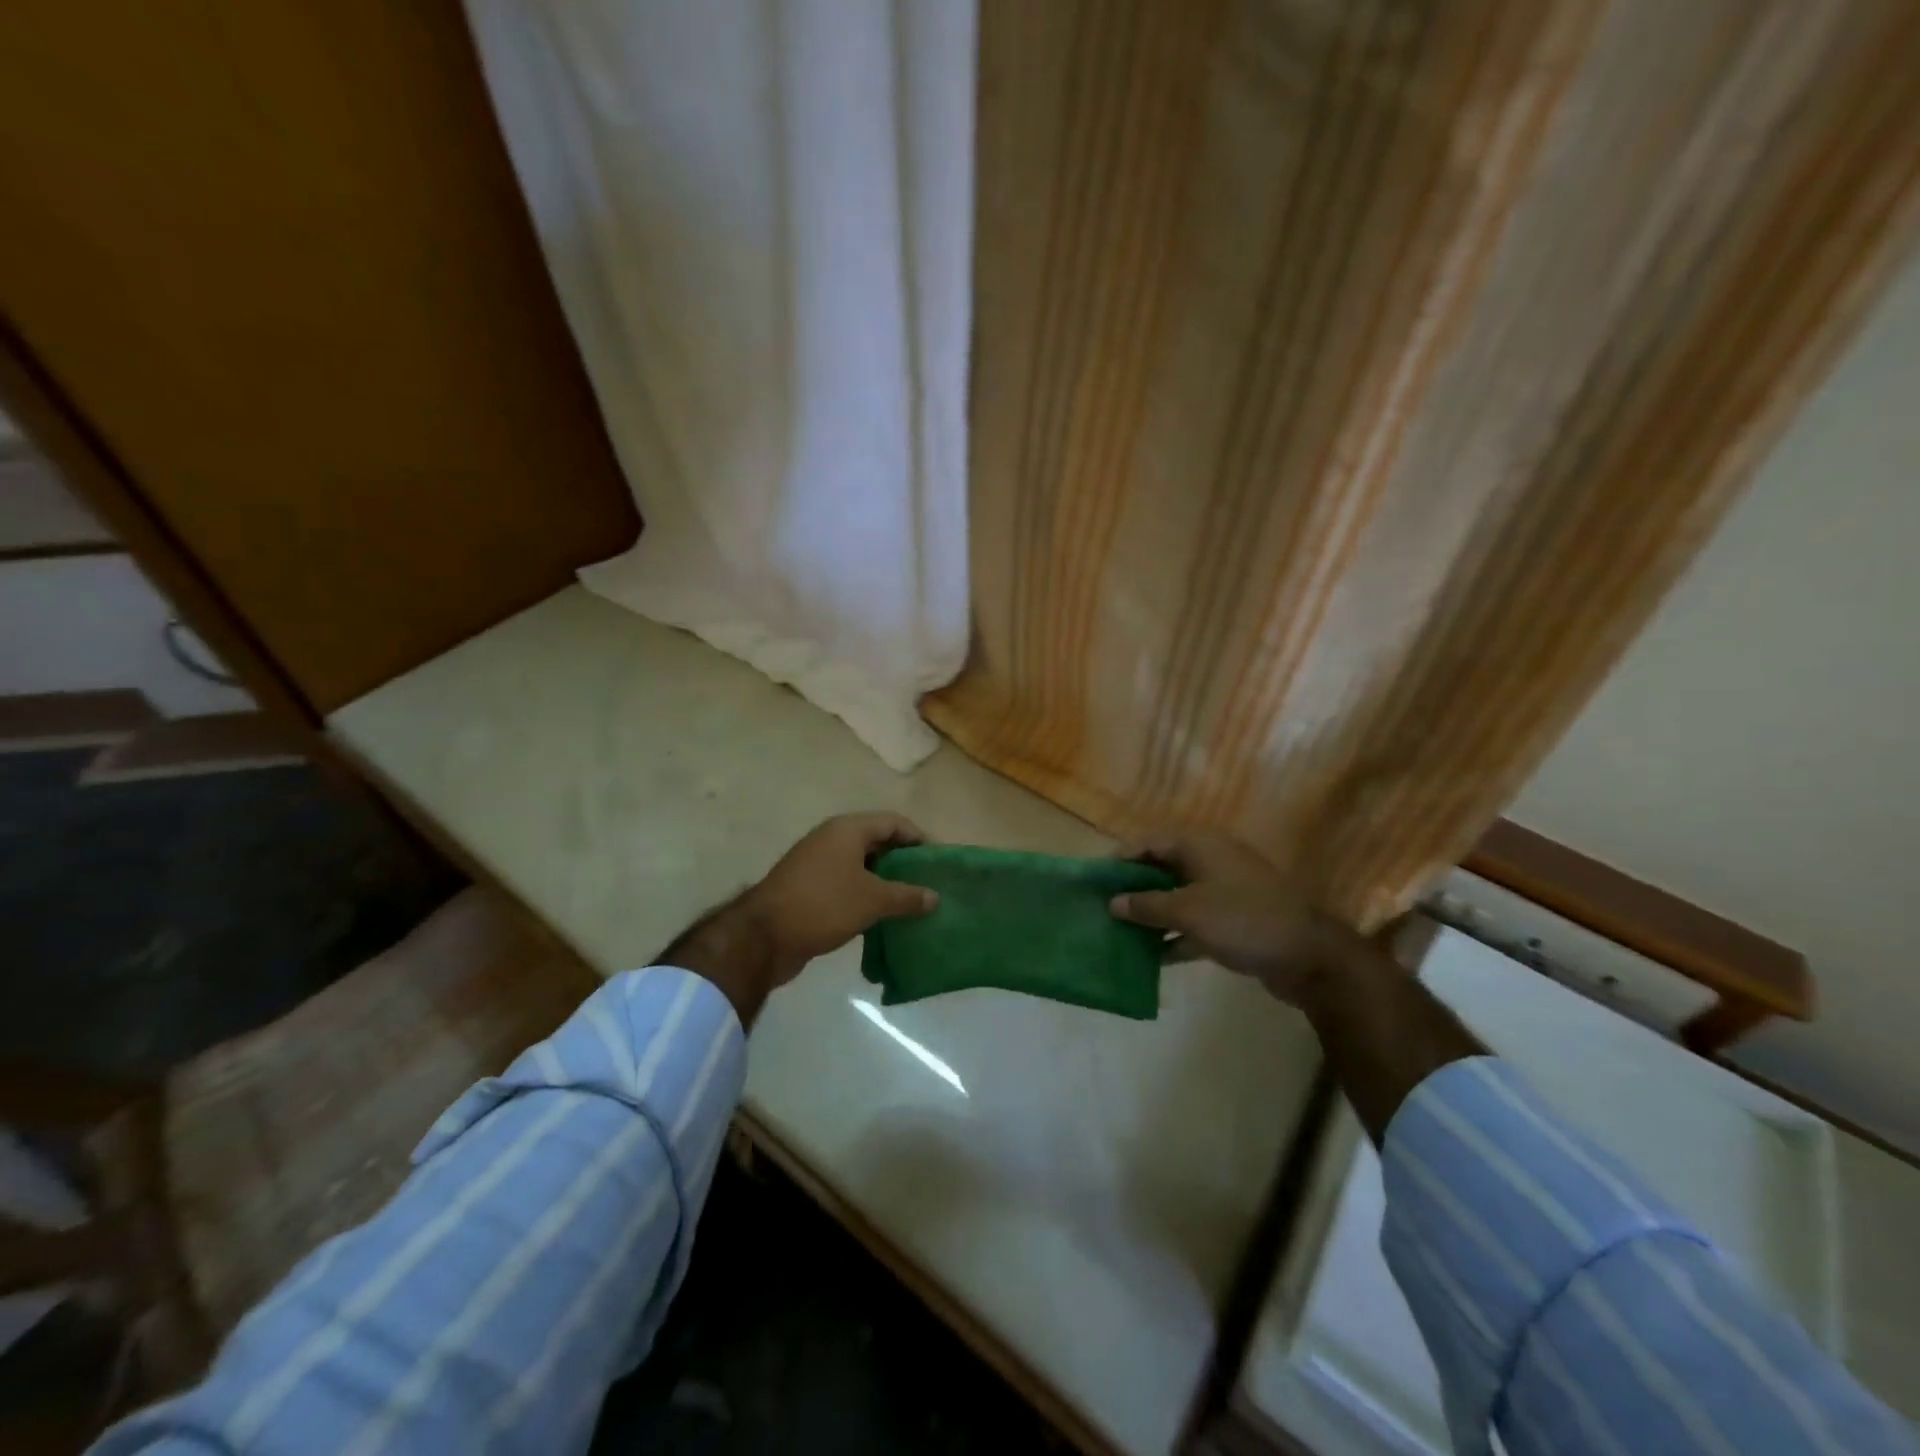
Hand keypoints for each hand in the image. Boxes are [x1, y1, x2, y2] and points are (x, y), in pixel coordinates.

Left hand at [742, 812, 938, 983]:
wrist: (763, 936)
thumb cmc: (823, 905)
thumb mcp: (872, 900)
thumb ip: (907, 896)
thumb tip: (935, 897)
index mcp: (848, 830)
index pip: (894, 823)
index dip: (919, 839)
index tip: (939, 863)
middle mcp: (833, 839)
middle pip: (878, 843)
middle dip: (904, 863)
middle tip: (928, 884)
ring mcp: (818, 863)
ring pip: (862, 866)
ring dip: (886, 882)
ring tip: (911, 903)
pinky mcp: (810, 888)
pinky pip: (847, 885)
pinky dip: (866, 896)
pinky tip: (882, 918)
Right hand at [1107, 830, 1346, 1003]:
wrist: (1309, 957)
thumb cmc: (1243, 920)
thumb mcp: (1188, 911)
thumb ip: (1147, 906)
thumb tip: (1113, 903)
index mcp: (1199, 846)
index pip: (1148, 843)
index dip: (1119, 860)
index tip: (1092, 881)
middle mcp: (1210, 862)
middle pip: (1160, 870)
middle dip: (1131, 890)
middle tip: (1101, 909)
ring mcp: (1223, 892)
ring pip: (1176, 898)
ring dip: (1151, 916)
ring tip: (1118, 933)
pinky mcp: (1232, 921)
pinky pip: (1193, 922)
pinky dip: (1173, 935)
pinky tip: (1150, 957)